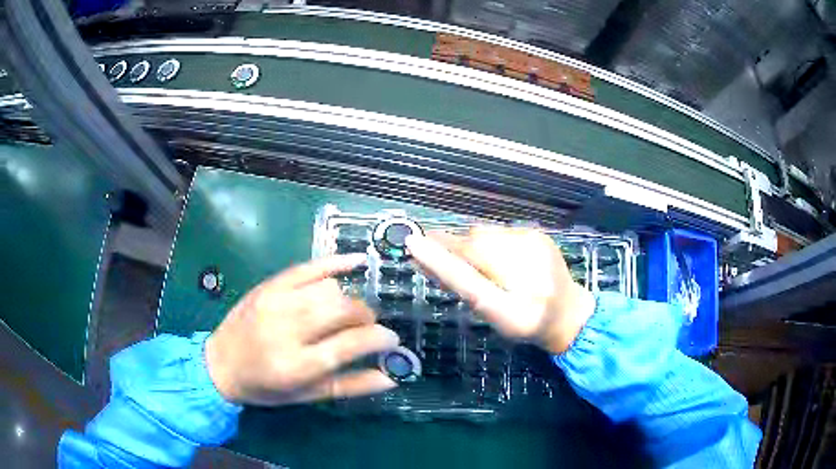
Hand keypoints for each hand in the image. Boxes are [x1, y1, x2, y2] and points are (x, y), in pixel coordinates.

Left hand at [205, 254, 399, 404]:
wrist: (220, 364)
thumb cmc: (265, 387)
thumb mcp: (307, 395)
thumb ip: (350, 387)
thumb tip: (391, 378)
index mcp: (297, 365)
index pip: (350, 343)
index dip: (379, 338)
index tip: (392, 340)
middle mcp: (287, 329)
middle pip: (343, 309)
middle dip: (367, 316)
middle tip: (369, 326)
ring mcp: (276, 302)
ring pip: (330, 288)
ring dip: (349, 300)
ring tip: (349, 312)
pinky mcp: (269, 285)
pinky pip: (309, 266)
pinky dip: (336, 262)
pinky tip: (356, 261)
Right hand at [406, 227, 594, 354]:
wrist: (570, 312)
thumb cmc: (529, 323)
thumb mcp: (495, 315)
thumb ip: (462, 285)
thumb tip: (425, 258)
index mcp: (516, 293)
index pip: (468, 270)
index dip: (438, 257)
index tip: (413, 243)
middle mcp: (526, 260)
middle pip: (474, 243)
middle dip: (455, 249)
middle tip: (444, 262)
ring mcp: (534, 240)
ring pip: (486, 234)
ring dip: (473, 246)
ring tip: (481, 267)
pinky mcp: (538, 233)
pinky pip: (500, 232)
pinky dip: (490, 243)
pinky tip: (501, 260)